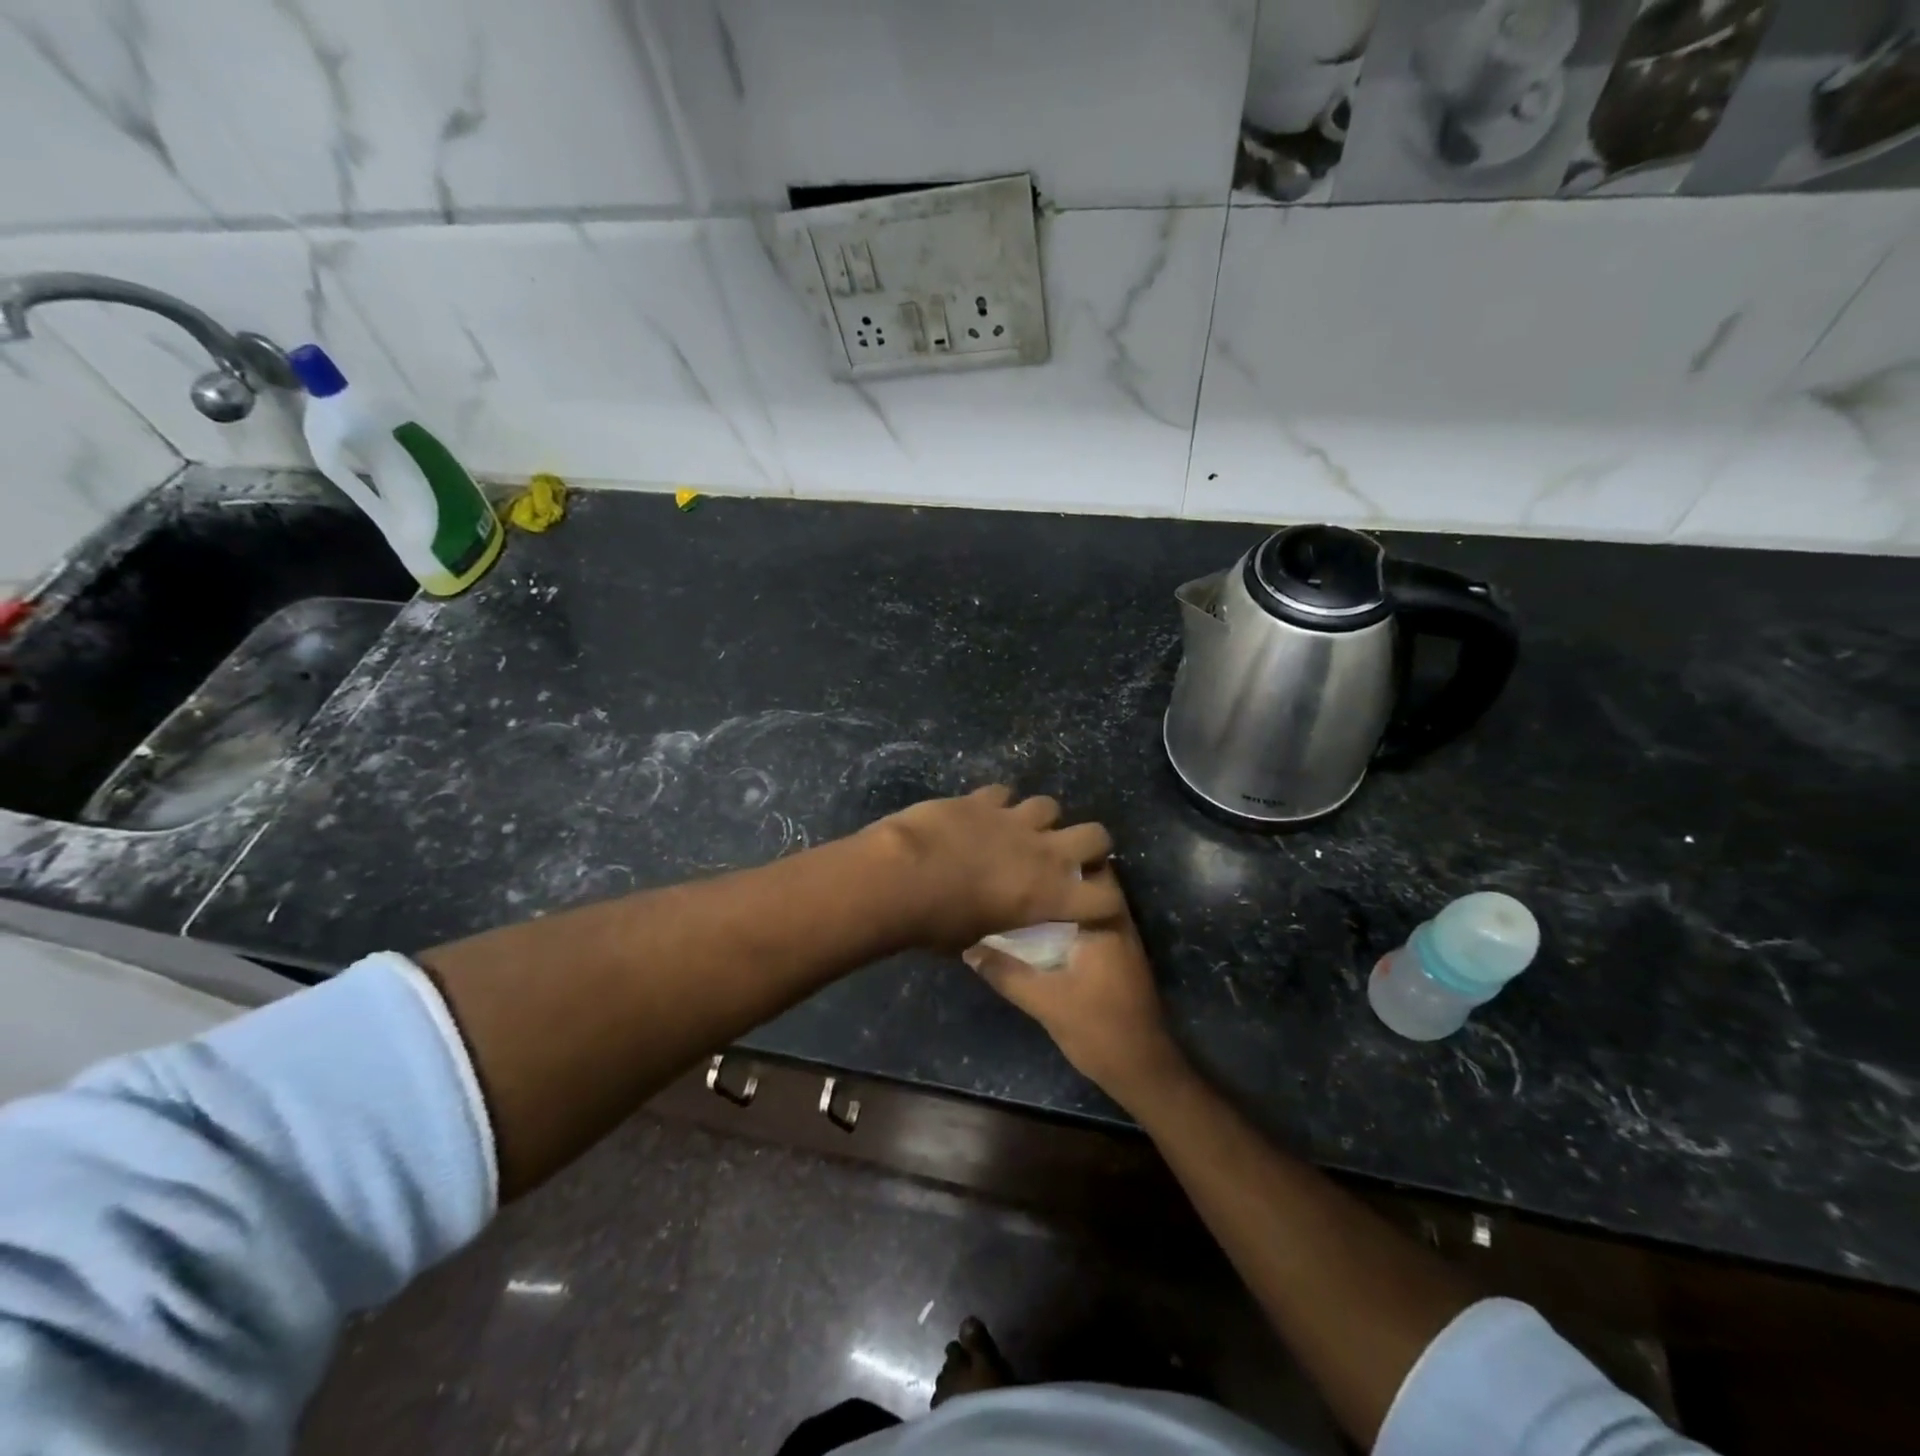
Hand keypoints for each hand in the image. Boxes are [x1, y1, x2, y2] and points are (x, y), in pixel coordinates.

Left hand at [866, 785, 1121, 951]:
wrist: (901, 876)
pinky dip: (996, 803)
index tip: (1090, 904)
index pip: (1103, 900)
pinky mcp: (982, 799)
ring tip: (1019, 830)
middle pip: (1096, 835)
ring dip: (1039, 819)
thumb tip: (989, 922)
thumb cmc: (937, 923)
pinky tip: (980, 814)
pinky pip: (1003, 792)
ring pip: (1049, 805)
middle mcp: (1043, 853)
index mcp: (1048, 896)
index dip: (1102, 902)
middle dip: (1089, 843)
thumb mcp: (974, 938)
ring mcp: (1014, 820)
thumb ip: (996, 924)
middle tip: (1066, 855)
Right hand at [963, 868, 1186, 1103]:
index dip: (1056, 854)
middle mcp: (1117, 921)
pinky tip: (1038, 924)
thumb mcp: (1044, 1002)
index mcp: (1105, 921)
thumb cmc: (1098, 1029)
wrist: (1143, 1069)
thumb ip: (1006, 972)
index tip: (1024, 847)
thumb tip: (969, 948)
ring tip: (1022, 887)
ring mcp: (1120, 938)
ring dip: (1062, 894)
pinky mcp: (1117, 956)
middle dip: (1056, 872)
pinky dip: (1068, 916)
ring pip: (1088, 901)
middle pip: (1087, 880)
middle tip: (1017, 865)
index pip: (1086, 868)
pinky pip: (1089, 921)